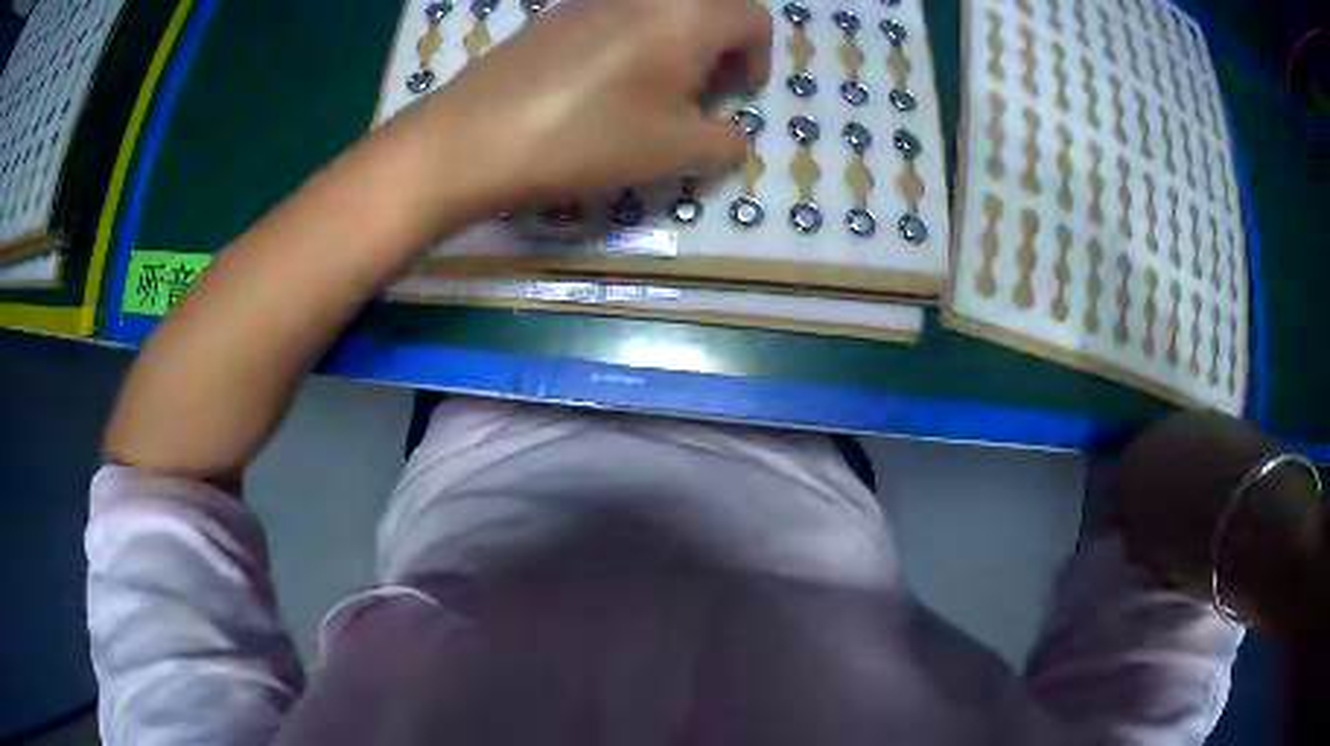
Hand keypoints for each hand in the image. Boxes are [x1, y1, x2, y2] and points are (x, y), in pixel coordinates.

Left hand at [404, 0, 771, 204]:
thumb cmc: (588, 138)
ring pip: (661, 10)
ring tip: (650, 91)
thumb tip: (730, 135)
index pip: (754, 20)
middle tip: (700, 92)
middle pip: (708, 7)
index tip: (735, 97)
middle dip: (719, 47)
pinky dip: (632, 40)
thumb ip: (726, 141)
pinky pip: (617, 15)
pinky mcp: (557, 13)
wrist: (475, 137)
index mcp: (689, 13)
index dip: (758, 60)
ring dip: (675, 43)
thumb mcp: (676, 151)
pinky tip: (602, 83)